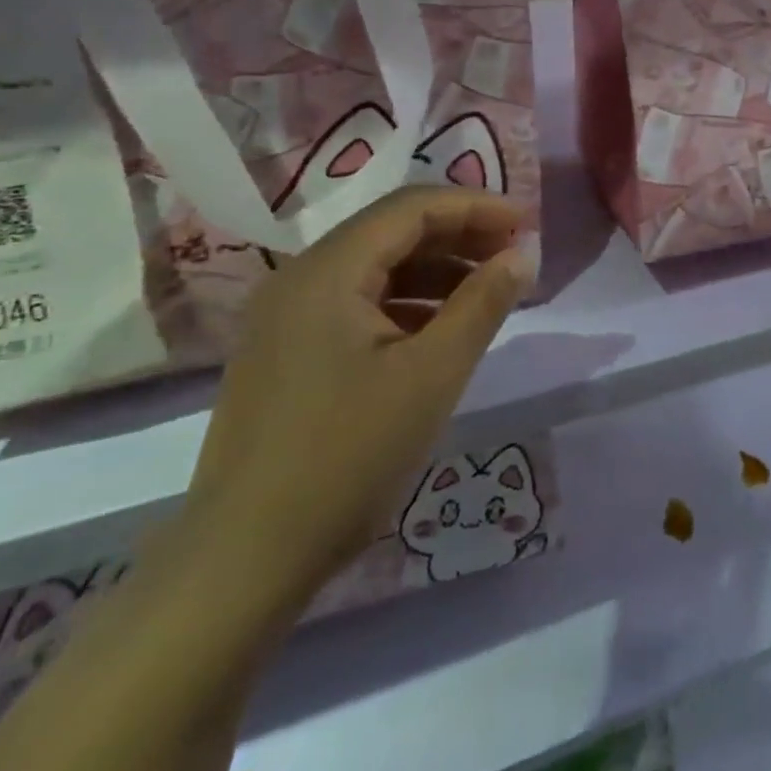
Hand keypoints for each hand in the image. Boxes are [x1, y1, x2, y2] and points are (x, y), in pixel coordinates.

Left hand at [183, 187, 532, 599]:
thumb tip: (521, 255)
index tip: (527, 224)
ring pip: (374, 267)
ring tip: (487, 291)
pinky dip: (405, 302)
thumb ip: (482, 303)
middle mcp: (299, 280)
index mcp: (327, 272)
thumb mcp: (432, 375)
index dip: (475, 207)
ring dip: (435, 269)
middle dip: (459, 235)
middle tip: (514, 254)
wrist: (243, 563)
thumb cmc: (347, 457)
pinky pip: (355, 303)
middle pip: (391, 230)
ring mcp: (285, 318)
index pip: (411, 207)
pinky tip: (439, 329)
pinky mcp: (285, 354)